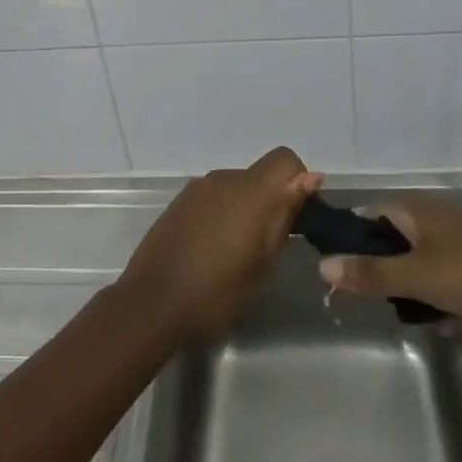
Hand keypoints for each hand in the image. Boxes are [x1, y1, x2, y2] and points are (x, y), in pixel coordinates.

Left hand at [120, 147, 321, 341]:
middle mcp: (224, 179)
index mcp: (250, 191)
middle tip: (267, 246)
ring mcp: (198, 188)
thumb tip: (310, 178)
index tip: (296, 217)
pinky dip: (221, 213)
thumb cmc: (216, 292)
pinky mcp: (179, 201)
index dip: (297, 181)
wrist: (151, 303)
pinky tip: (211, 248)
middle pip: (259, 175)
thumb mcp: (261, 262)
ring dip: (244, 208)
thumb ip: (284, 215)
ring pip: (236, 187)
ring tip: (236, 252)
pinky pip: (213, 197)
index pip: (285, 159)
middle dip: (270, 201)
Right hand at [317, 193, 461, 321]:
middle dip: (384, 271)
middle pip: (392, 239)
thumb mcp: (416, 278)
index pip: (367, 217)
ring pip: (419, 257)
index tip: (344, 278)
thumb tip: (322, 264)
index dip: (352, 245)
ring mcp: (457, 232)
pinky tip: (449, 319)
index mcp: (412, 210)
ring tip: (416, 316)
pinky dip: (439, 289)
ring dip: (412, 285)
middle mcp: (431, 213)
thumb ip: (370, 274)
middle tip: (381, 303)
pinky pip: (444, 267)